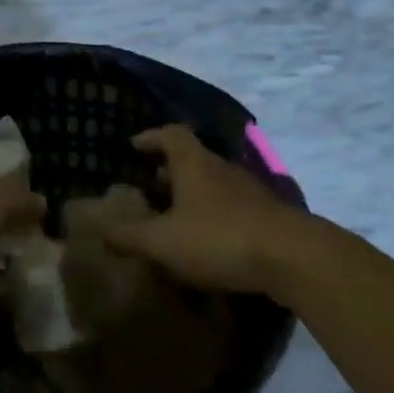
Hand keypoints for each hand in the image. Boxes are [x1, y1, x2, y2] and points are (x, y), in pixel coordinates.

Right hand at [105, 126, 306, 295]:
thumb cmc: (218, 238)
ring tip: (173, 218)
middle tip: (149, 187)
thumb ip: (130, 237)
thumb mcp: (163, 241)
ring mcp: (249, 192)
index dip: (151, 137)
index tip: (134, 146)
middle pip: (194, 159)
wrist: (291, 257)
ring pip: (213, 184)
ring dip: (192, 195)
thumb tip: (102, 233)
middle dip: (170, 170)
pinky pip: (230, 208)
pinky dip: (212, 216)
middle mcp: (222, 170)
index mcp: (195, 165)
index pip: (172, 134)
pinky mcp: (266, 216)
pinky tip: (205, 242)